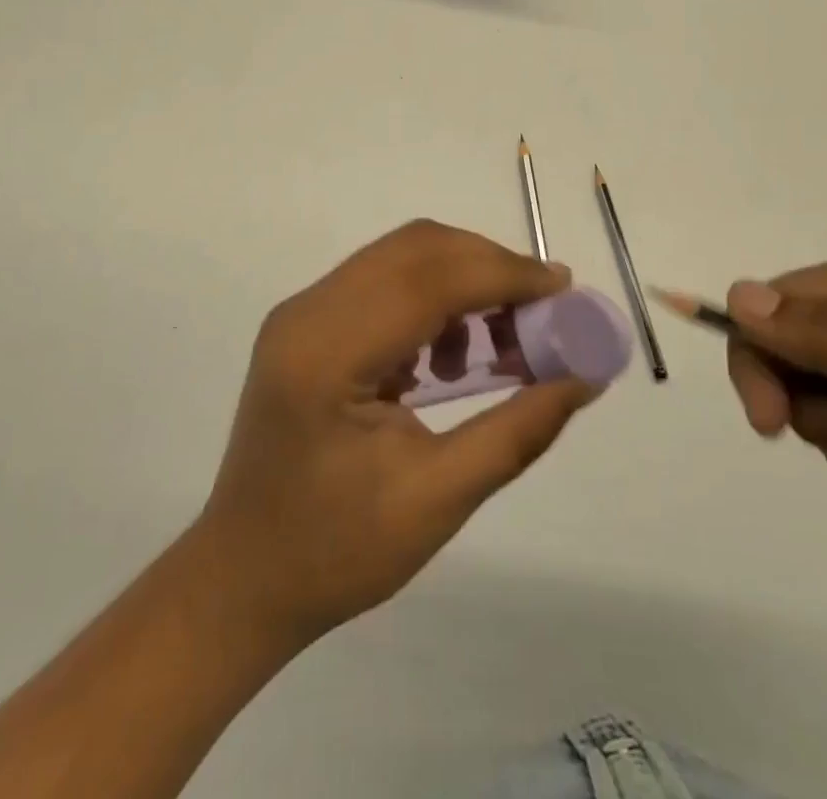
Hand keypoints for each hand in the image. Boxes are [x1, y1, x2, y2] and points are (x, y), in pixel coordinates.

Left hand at [193, 220, 601, 648]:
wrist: (242, 577)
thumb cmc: (335, 552)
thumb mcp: (437, 501)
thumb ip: (516, 432)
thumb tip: (584, 378)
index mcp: (326, 354)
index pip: (427, 280)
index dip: (502, 274)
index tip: (563, 287)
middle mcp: (307, 312)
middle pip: (414, 250)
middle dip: (488, 267)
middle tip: (542, 312)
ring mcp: (301, 311)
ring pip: (400, 256)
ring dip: (462, 280)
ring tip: (499, 346)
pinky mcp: (307, 322)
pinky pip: (383, 280)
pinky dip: (432, 297)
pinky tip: (450, 358)